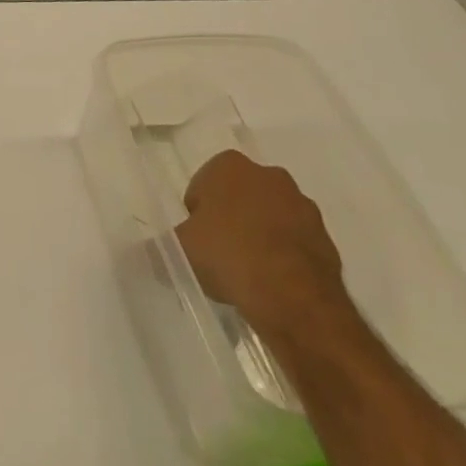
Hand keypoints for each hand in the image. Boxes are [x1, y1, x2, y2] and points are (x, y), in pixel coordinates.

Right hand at [175, 151, 347, 337]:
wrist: (295, 300)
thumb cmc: (228, 256)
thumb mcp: (178, 250)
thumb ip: (158, 246)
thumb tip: (138, 251)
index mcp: (230, 165)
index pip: (203, 185)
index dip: (197, 214)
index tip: (197, 240)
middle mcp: (269, 175)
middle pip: (239, 197)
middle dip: (231, 220)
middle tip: (220, 254)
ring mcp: (302, 205)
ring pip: (270, 218)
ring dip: (260, 237)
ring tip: (248, 274)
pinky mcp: (327, 238)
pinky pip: (295, 243)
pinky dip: (284, 257)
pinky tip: (272, 284)